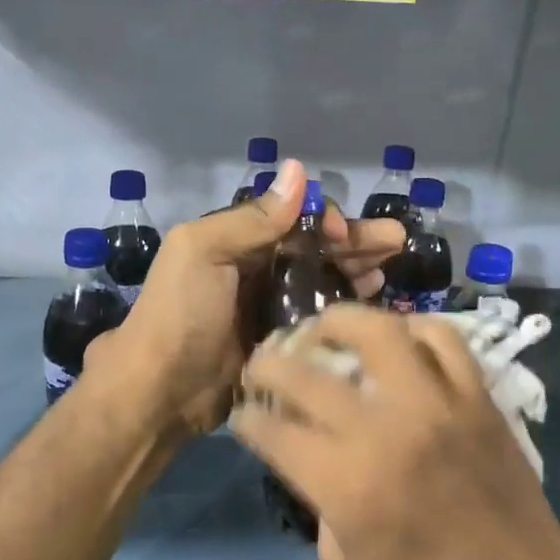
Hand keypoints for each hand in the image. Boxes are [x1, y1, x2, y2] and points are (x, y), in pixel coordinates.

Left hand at [89, 160, 404, 438]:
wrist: (162, 390)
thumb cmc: (182, 313)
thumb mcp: (204, 252)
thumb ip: (252, 217)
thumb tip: (298, 169)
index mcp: (235, 241)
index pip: (292, 219)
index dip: (324, 220)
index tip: (346, 233)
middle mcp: (255, 269)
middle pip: (314, 248)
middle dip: (355, 241)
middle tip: (397, 242)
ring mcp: (268, 307)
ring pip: (321, 281)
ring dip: (355, 271)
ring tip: (388, 273)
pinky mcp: (280, 342)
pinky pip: (318, 317)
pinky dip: (344, 308)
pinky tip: (372, 305)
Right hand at [231, 303, 559, 559]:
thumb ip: (318, 501)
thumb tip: (309, 458)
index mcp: (345, 484)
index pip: (274, 431)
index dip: (248, 420)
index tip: (243, 415)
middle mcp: (384, 430)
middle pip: (306, 373)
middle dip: (268, 364)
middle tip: (262, 365)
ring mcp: (436, 406)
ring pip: (379, 331)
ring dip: (339, 321)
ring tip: (325, 328)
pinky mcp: (477, 398)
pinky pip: (444, 340)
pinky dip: (414, 330)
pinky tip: (397, 341)